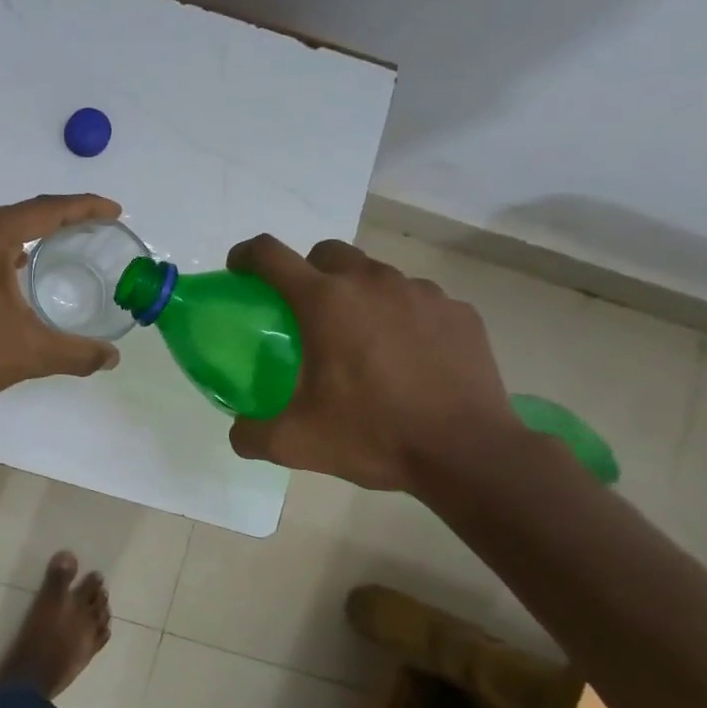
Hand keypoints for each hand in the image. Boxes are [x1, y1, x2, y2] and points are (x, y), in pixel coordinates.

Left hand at [0, 194, 124, 410]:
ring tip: (65, 241)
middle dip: (59, 219)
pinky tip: (20, 263)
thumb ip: (78, 352)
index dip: (84, 207)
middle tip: (95, 227)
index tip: (114, 212)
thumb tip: (113, 358)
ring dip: (29, 232)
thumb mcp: (33, 352)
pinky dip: (2, 247)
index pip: (44, 211)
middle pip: (20, 214)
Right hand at [224, 234, 521, 491]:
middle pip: (327, 253)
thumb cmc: (373, 437)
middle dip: (308, 272)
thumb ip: (251, 433)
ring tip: (361, 340)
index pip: (270, 256)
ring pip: (375, 275)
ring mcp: (421, 293)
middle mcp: (371, 283)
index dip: (246, 256)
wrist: (467, 454)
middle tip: (306, 314)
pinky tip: (406, 357)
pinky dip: (402, 317)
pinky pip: (417, 300)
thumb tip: (239, 431)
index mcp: (324, 302)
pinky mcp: (458, 311)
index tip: (240, 271)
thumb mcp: (294, 443)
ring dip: (358, 295)